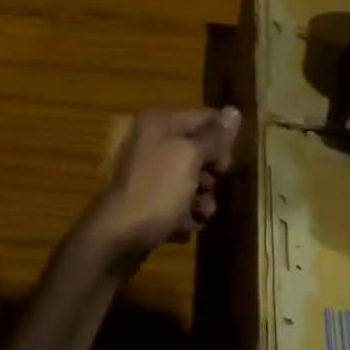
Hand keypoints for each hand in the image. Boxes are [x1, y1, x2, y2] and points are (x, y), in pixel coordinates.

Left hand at [82, 107, 240, 263]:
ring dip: (202, 198)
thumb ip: (214, 136)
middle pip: (198, 150)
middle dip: (211, 172)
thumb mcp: (190, 157)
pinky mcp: (146, 201)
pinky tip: (185, 226)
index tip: (229, 163)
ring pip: (189, 179)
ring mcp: (148, 174)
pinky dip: (185, 213)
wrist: (116, 239)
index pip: (205, 117)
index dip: (223, 138)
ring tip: (201, 213)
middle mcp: (151, 142)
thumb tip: (234, 110)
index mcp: (159, 123)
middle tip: (211, 187)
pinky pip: (176, 202)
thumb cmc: (156, 191)